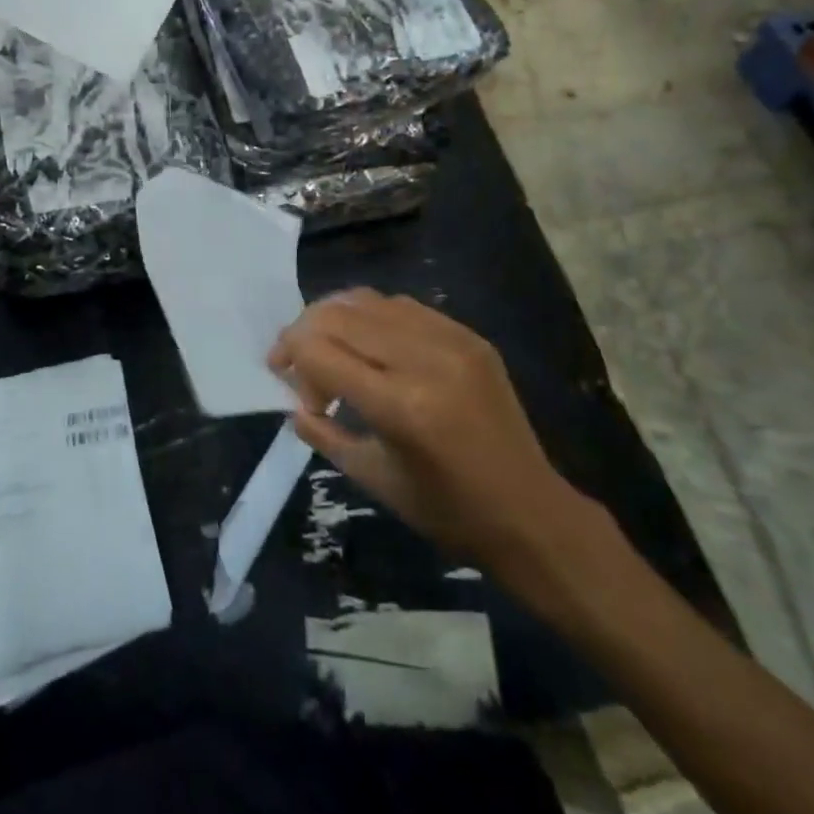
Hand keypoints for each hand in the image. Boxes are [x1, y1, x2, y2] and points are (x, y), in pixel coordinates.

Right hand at [269, 290, 597, 593]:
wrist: (530, 512)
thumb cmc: (446, 510)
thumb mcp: (372, 479)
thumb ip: (324, 433)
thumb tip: (293, 401)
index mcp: (401, 407)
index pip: (320, 352)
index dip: (289, 356)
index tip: (282, 376)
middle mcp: (425, 360)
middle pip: (339, 316)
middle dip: (304, 332)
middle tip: (295, 360)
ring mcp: (452, 341)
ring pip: (369, 301)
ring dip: (335, 317)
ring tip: (327, 345)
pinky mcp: (470, 336)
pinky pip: (404, 307)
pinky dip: (372, 316)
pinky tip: (367, 341)